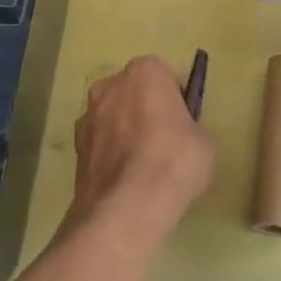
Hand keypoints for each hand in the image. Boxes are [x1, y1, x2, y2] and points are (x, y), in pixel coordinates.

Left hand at [66, 55, 216, 247]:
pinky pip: (101, 144)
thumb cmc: (173, 162)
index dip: (177, 99)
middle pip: (135, 93)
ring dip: (126, 133)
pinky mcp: (75, 148)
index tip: (185, 123)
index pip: (166, 76)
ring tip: (143, 168)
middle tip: (165, 143)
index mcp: (145, 71)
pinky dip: (111, 156)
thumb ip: (192, 127)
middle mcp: (110, 85)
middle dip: (147, 110)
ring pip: (114, 118)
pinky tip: (125, 182)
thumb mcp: (206, 142)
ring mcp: (87, 116)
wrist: (125, 209)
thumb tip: (183, 136)